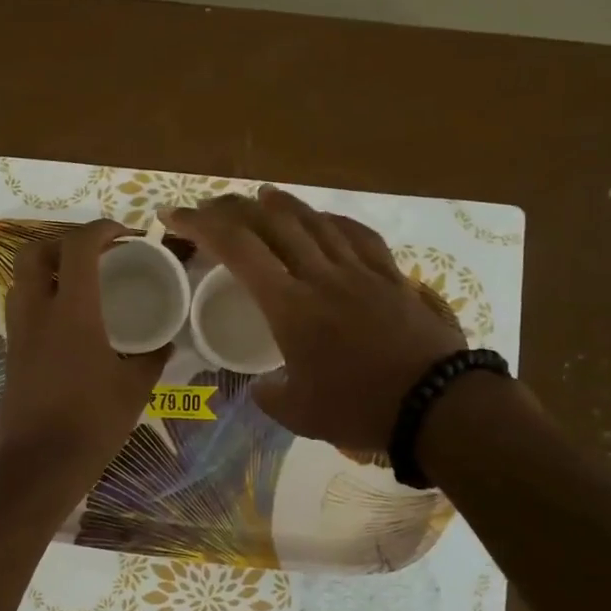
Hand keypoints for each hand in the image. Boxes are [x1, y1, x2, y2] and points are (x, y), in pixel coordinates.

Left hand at [0, 219, 169, 488]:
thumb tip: (165, 343)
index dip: (101, 229)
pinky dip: (44, 293)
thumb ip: (152, 358)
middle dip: (64, 241)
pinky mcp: (12, 350)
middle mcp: (38, 311)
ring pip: (23, 276)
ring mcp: (19, 330)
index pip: (78, 246)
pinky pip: (23, 303)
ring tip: (83, 281)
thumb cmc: (92, 423)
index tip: (125, 234)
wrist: (39, 464)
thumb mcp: (134, 388)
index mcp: (72, 312)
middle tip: (96, 254)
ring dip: (50, 266)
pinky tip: (70, 316)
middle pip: (35, 250)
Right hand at [164, 187, 466, 453]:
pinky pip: (358, 236)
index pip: (237, 249)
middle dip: (235, 207)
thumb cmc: (360, 409)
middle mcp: (321, 275)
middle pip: (272, 222)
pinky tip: (326, 220)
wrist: (438, 404)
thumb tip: (262, 386)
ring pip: (315, 221)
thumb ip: (270, 396)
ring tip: (263, 196)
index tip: (173, 216)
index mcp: (290, 305)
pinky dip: (333, 221)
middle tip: (213, 207)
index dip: (200, 225)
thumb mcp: (300, 414)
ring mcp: (360, 271)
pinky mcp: (391, 276)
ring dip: (282, 205)